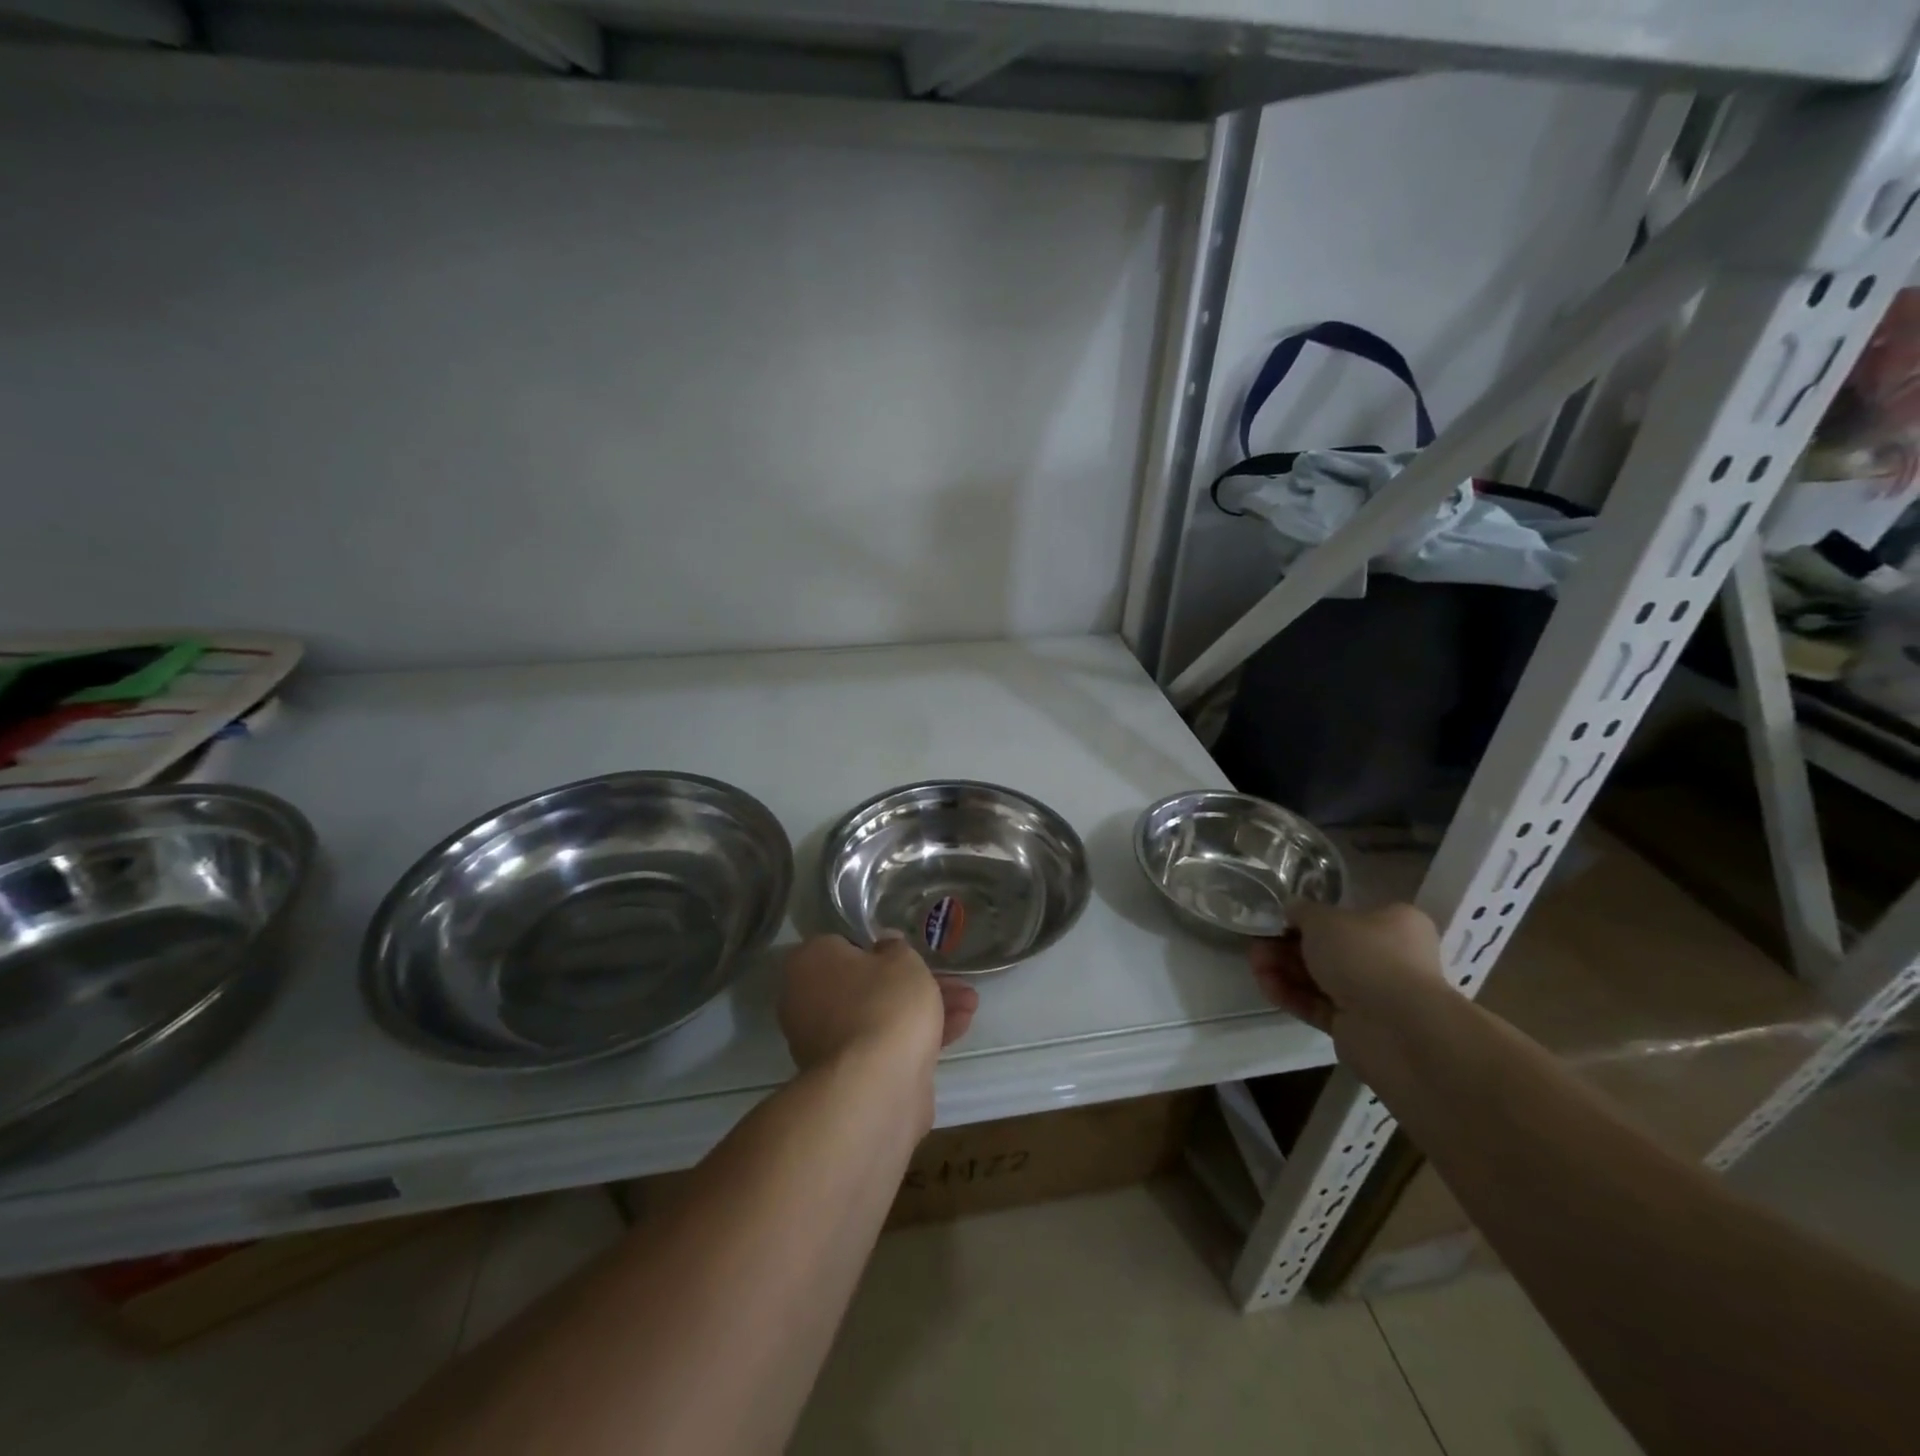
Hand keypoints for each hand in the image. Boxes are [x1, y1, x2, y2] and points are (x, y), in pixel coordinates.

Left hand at [777, 933, 978, 1077]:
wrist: (876, 1087)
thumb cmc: (885, 1004)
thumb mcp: (902, 960)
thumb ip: (896, 948)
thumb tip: (884, 946)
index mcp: (809, 962)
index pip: (844, 945)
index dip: (880, 947)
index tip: (908, 952)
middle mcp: (807, 1001)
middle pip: (868, 984)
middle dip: (914, 984)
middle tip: (953, 980)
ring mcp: (826, 1042)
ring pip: (880, 1015)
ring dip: (924, 1009)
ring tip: (970, 1004)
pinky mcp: (849, 1074)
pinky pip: (884, 1044)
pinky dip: (916, 1036)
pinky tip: (958, 1029)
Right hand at [1249, 901, 1443, 1033]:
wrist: (1395, 1026)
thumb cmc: (1365, 955)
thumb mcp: (1324, 918)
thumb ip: (1302, 911)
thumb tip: (1291, 909)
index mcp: (1394, 924)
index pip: (1346, 916)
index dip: (1308, 918)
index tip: (1279, 920)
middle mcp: (1389, 958)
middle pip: (1328, 949)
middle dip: (1287, 947)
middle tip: (1257, 945)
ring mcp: (1373, 995)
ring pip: (1320, 978)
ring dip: (1284, 970)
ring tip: (1254, 965)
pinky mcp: (1356, 1026)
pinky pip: (1318, 1005)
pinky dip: (1291, 995)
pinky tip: (1265, 986)